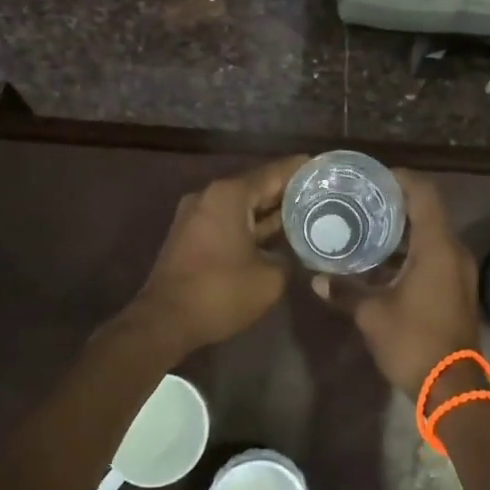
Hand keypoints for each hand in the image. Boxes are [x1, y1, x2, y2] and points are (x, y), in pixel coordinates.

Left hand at [128, 156, 306, 351]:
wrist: (164, 321)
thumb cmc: (219, 292)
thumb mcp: (270, 278)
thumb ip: (290, 258)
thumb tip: (298, 253)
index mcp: (229, 194)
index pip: (274, 172)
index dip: (302, 170)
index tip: (326, 168)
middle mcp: (210, 195)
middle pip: (257, 186)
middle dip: (288, 191)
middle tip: (322, 193)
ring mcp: (197, 214)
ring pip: (242, 205)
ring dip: (270, 211)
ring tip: (306, 212)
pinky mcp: (191, 235)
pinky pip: (229, 220)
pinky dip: (251, 224)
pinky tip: (277, 234)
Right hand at [314, 169, 479, 393]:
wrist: (454, 389)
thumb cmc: (414, 342)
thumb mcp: (372, 315)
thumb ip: (345, 291)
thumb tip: (317, 279)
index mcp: (437, 247)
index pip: (424, 193)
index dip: (400, 179)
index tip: (372, 178)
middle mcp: (453, 251)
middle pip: (428, 211)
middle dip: (396, 204)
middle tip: (362, 202)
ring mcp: (459, 271)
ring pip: (431, 235)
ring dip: (403, 230)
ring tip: (367, 228)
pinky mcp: (457, 289)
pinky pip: (434, 255)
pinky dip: (411, 251)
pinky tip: (382, 263)